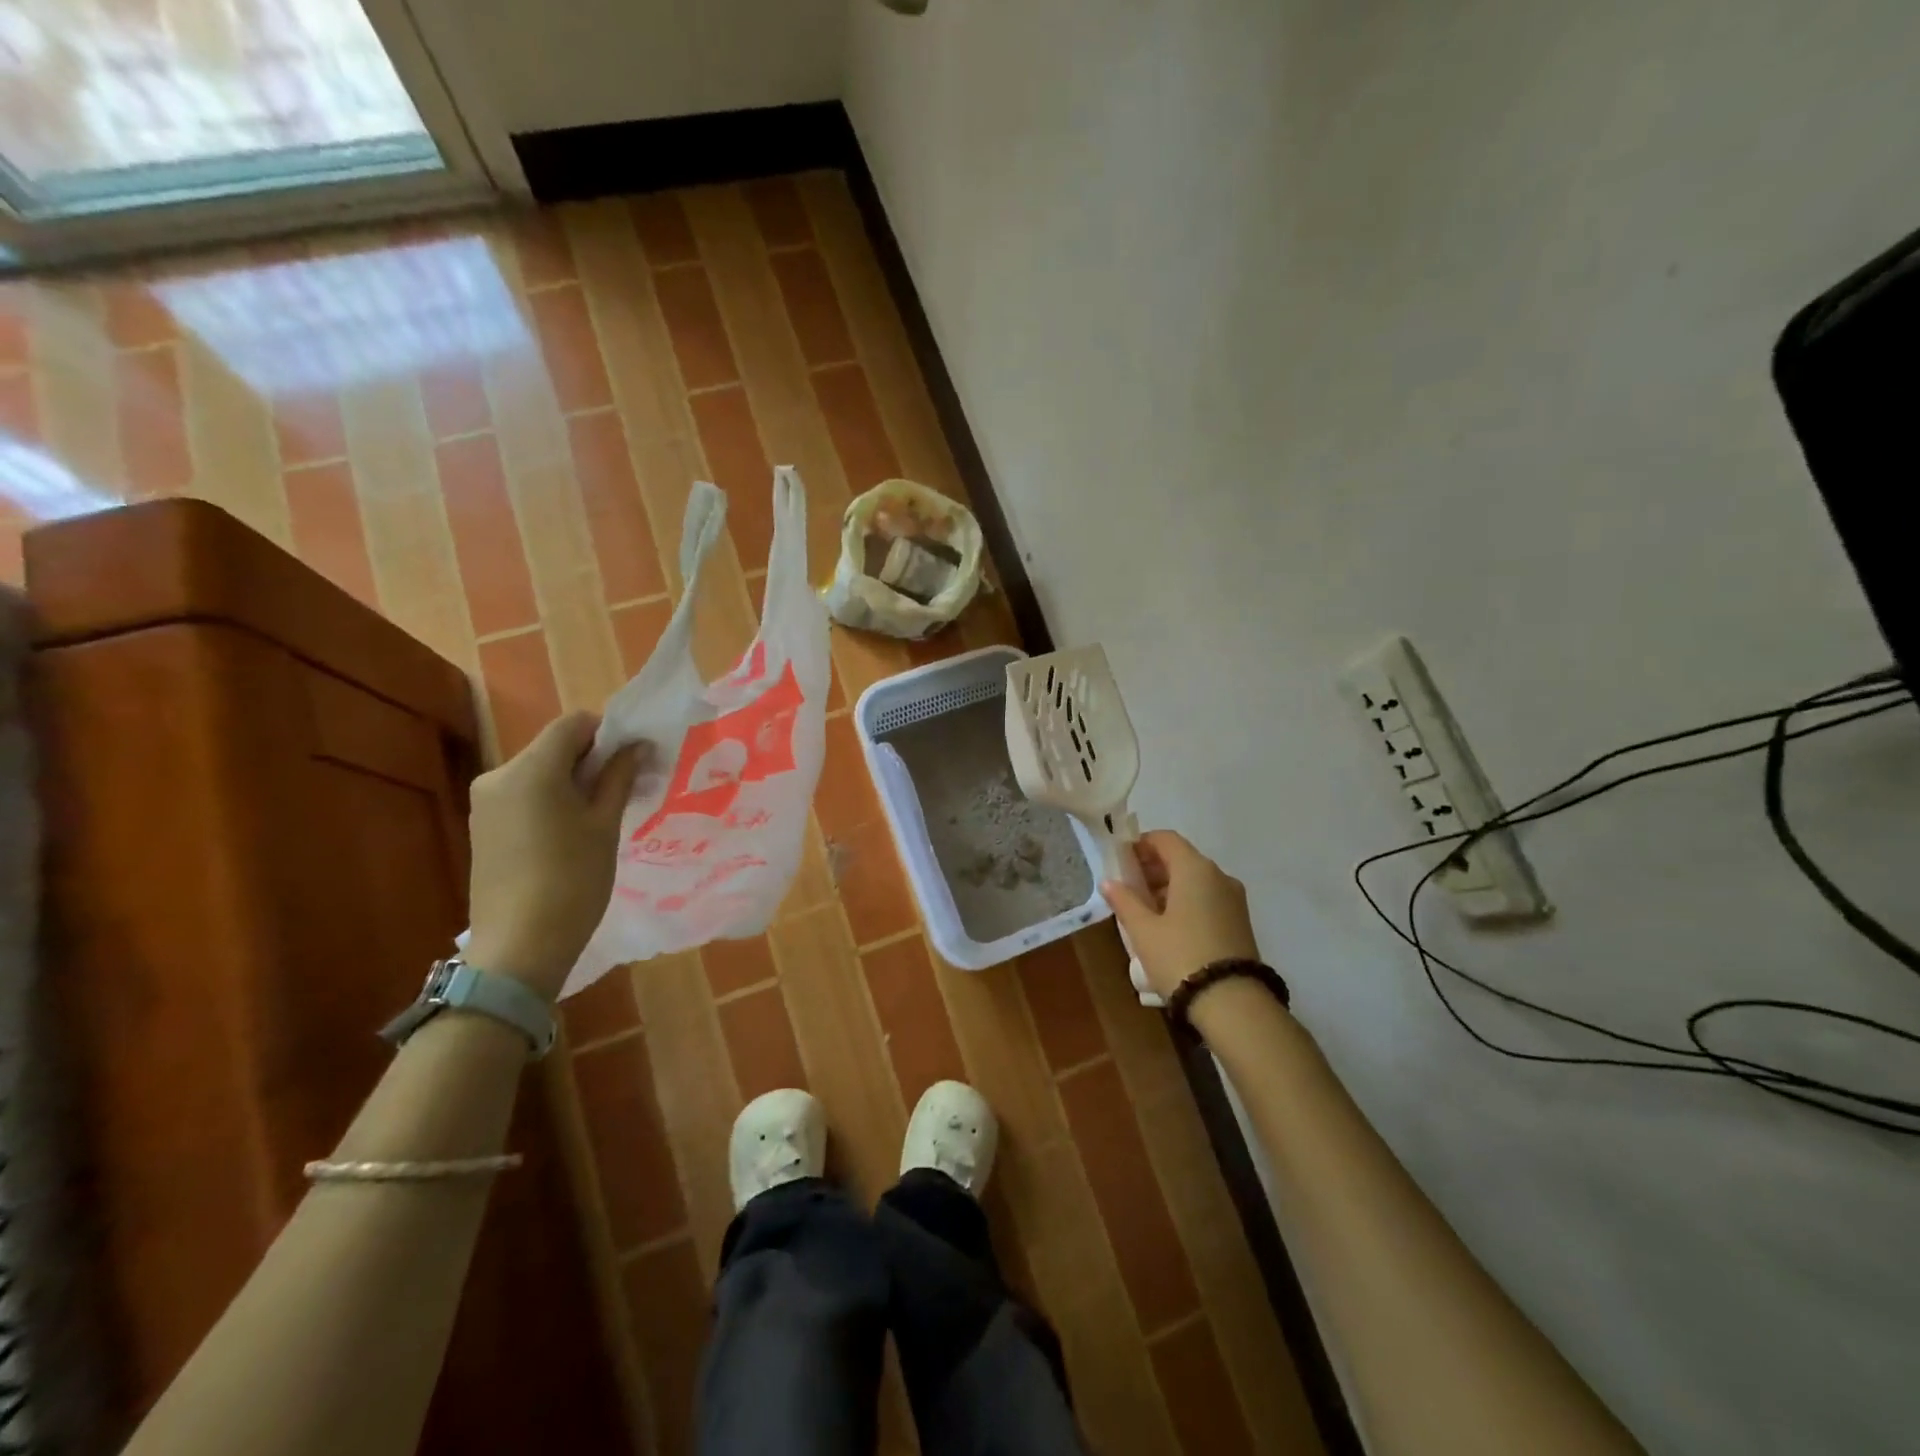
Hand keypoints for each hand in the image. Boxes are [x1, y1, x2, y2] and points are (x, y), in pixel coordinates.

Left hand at [466, 712, 645, 999]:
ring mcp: (485, 803)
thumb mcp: (605, 825)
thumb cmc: (573, 880)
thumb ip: (619, 777)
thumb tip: (637, 746)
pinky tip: (570, 834)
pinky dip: (550, 800)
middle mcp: (499, 775)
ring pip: (539, 772)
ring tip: (599, 817)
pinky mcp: (482, 827)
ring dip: (571, 781)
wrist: (520, 946)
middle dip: (591, 759)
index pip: (573, 724)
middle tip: (623, 789)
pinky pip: (523, 795)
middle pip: (554, 746)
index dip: (608, 733)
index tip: (632, 760)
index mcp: (531, 769)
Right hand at [1102, 830, 1261, 997]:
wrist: (1232, 1003)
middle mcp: (1219, 876)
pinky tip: (1168, 926)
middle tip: (1127, 887)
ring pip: (1196, 880)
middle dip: (1153, 867)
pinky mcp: (1240, 921)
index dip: (1141, 844)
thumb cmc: (1180, 956)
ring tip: (1144, 911)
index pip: (1165, 839)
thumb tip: (1109, 882)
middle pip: (1181, 858)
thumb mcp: (1143, 930)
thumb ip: (1124, 901)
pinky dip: (1186, 902)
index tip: (1121, 861)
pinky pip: (1208, 898)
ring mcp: (1234, 899)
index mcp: (1195, 869)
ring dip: (1169, 887)